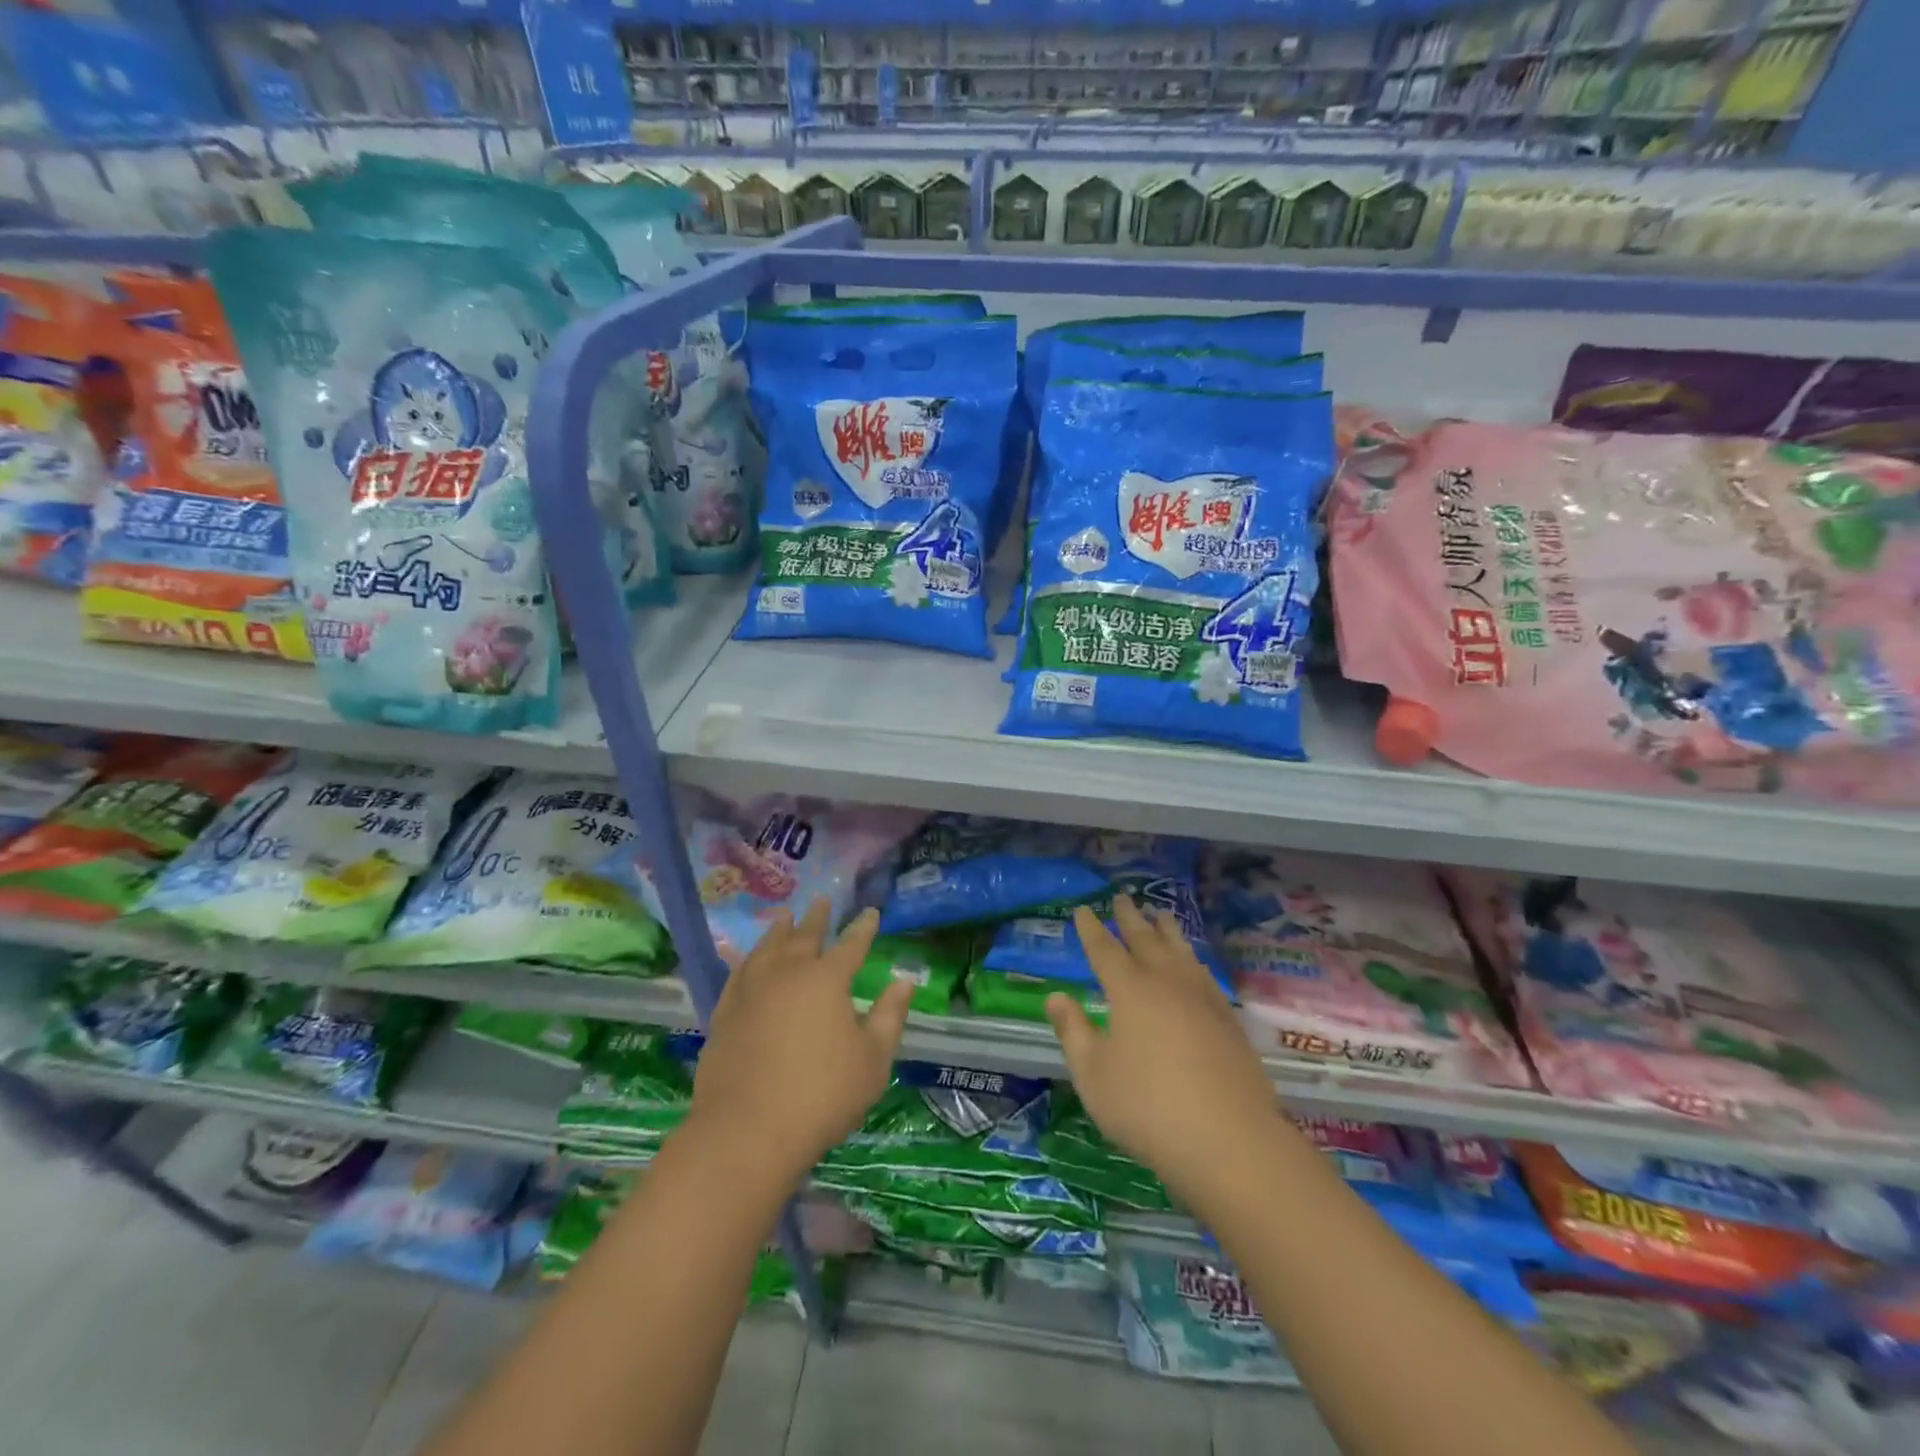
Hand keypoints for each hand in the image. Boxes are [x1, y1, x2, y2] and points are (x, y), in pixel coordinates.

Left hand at [689, 900, 912, 1185]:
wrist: (747, 1131)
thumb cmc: (822, 1095)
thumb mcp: (873, 1060)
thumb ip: (890, 1016)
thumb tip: (904, 980)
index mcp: (827, 979)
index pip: (851, 944)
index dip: (863, 927)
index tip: (870, 912)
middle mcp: (787, 973)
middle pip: (804, 936)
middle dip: (817, 918)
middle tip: (822, 900)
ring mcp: (751, 991)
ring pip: (767, 948)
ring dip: (779, 930)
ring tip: (784, 917)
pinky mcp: (725, 1013)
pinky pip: (738, 973)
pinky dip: (748, 959)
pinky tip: (749, 959)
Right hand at [1046, 897, 1280, 1207]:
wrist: (1229, 1140)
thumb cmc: (1147, 1107)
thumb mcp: (1093, 1074)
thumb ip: (1073, 1031)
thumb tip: (1055, 996)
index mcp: (1130, 991)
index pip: (1105, 950)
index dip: (1092, 930)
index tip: (1083, 910)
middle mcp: (1166, 983)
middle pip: (1145, 941)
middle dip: (1130, 919)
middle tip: (1123, 897)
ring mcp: (1202, 999)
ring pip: (1180, 952)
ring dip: (1167, 931)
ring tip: (1160, 915)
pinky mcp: (1228, 1020)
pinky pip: (1204, 973)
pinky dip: (1193, 959)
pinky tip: (1194, 964)